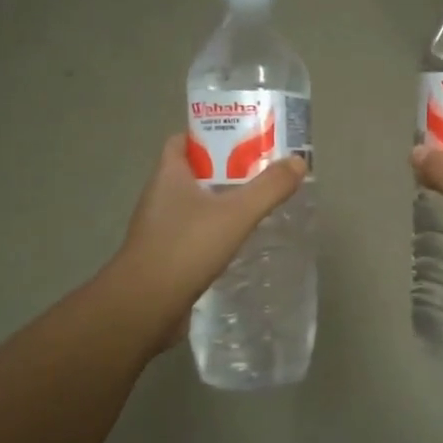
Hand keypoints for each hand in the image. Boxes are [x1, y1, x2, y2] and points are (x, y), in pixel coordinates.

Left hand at [109, 136, 306, 345]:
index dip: (209, 135)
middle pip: (192, 172)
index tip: (241, 138)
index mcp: (168, 175)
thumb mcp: (236, 214)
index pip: (183, 141)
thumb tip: (299, 161)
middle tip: (260, 171)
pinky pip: (192, 234)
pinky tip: (237, 242)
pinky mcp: (164, 257)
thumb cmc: (185, 248)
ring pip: (193, 205)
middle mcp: (159, 197)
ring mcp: (159, 229)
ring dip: (220, 203)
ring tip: (255, 204)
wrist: (144, 307)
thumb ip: (269, 187)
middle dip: (224, 169)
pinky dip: (213, 232)